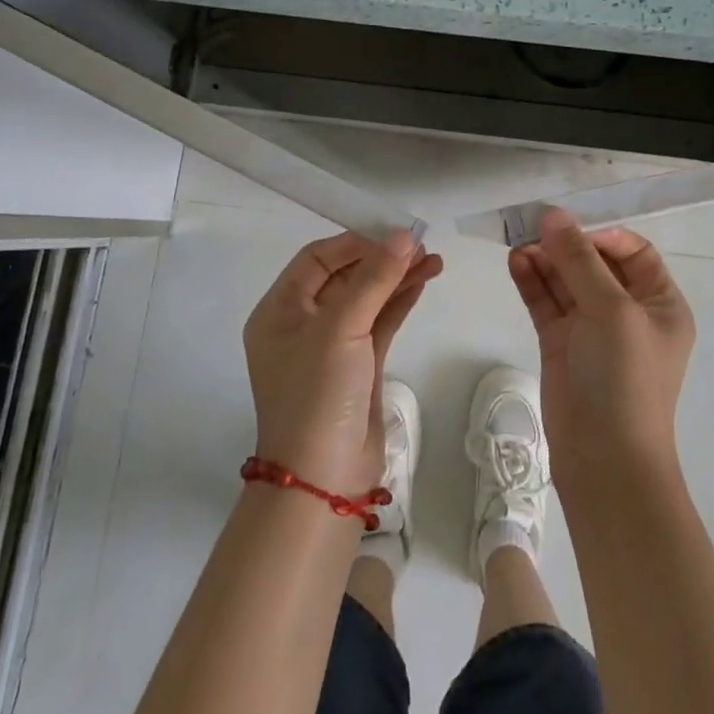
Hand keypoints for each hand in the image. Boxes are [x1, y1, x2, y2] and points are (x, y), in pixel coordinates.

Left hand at [243, 231, 441, 495]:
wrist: (324, 481)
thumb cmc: (317, 393)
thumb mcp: (340, 328)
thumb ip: (374, 278)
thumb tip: (405, 236)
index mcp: (280, 310)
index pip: (317, 259)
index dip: (355, 242)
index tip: (393, 232)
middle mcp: (302, 324)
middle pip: (345, 276)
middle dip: (381, 259)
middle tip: (421, 243)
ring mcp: (331, 347)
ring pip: (367, 299)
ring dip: (397, 278)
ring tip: (434, 259)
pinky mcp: (358, 367)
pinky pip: (379, 322)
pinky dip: (400, 301)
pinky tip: (424, 281)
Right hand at [508, 207, 693, 484]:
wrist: (604, 460)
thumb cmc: (624, 378)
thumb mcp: (611, 310)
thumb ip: (579, 260)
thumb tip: (552, 215)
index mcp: (658, 303)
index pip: (633, 252)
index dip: (602, 236)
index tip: (570, 229)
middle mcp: (627, 311)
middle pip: (594, 263)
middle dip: (565, 244)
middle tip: (531, 227)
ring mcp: (591, 328)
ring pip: (566, 280)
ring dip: (544, 259)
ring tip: (517, 243)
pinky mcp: (561, 343)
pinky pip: (546, 302)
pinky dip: (532, 281)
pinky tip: (515, 263)